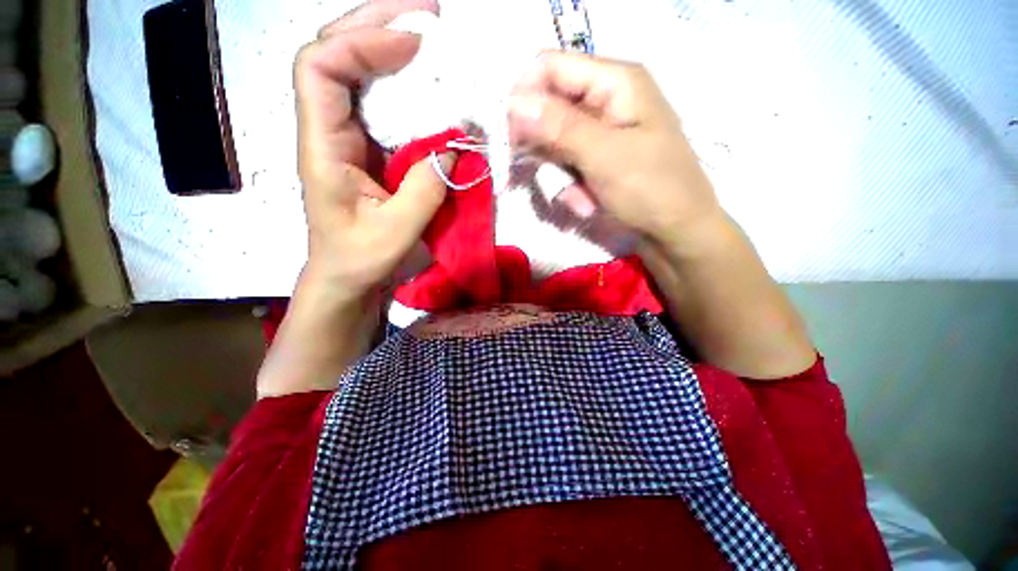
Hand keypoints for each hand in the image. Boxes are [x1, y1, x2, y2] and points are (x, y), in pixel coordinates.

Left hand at [257, 0, 445, 398]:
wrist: (345, 277)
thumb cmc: (361, 260)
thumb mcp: (396, 232)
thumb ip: (426, 189)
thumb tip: (455, 146)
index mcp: (321, 147)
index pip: (320, 67)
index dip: (362, 44)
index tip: (414, 47)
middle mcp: (327, 130)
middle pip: (334, 52)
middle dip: (376, 23)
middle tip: (427, 15)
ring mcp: (346, 136)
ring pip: (355, 71)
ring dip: (388, 44)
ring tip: (428, 34)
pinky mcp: (366, 149)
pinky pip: (377, 102)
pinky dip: (400, 83)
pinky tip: (425, 81)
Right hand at [508, 52, 724, 255]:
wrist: (676, 233)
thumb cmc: (652, 190)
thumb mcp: (605, 157)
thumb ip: (559, 127)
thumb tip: (513, 102)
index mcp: (615, 81)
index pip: (549, 67)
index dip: (524, 97)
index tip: (511, 139)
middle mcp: (604, 99)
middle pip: (548, 106)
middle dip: (542, 146)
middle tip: (546, 177)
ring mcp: (600, 131)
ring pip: (553, 141)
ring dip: (558, 175)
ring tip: (581, 199)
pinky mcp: (596, 158)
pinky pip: (565, 164)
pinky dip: (569, 187)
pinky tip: (586, 203)